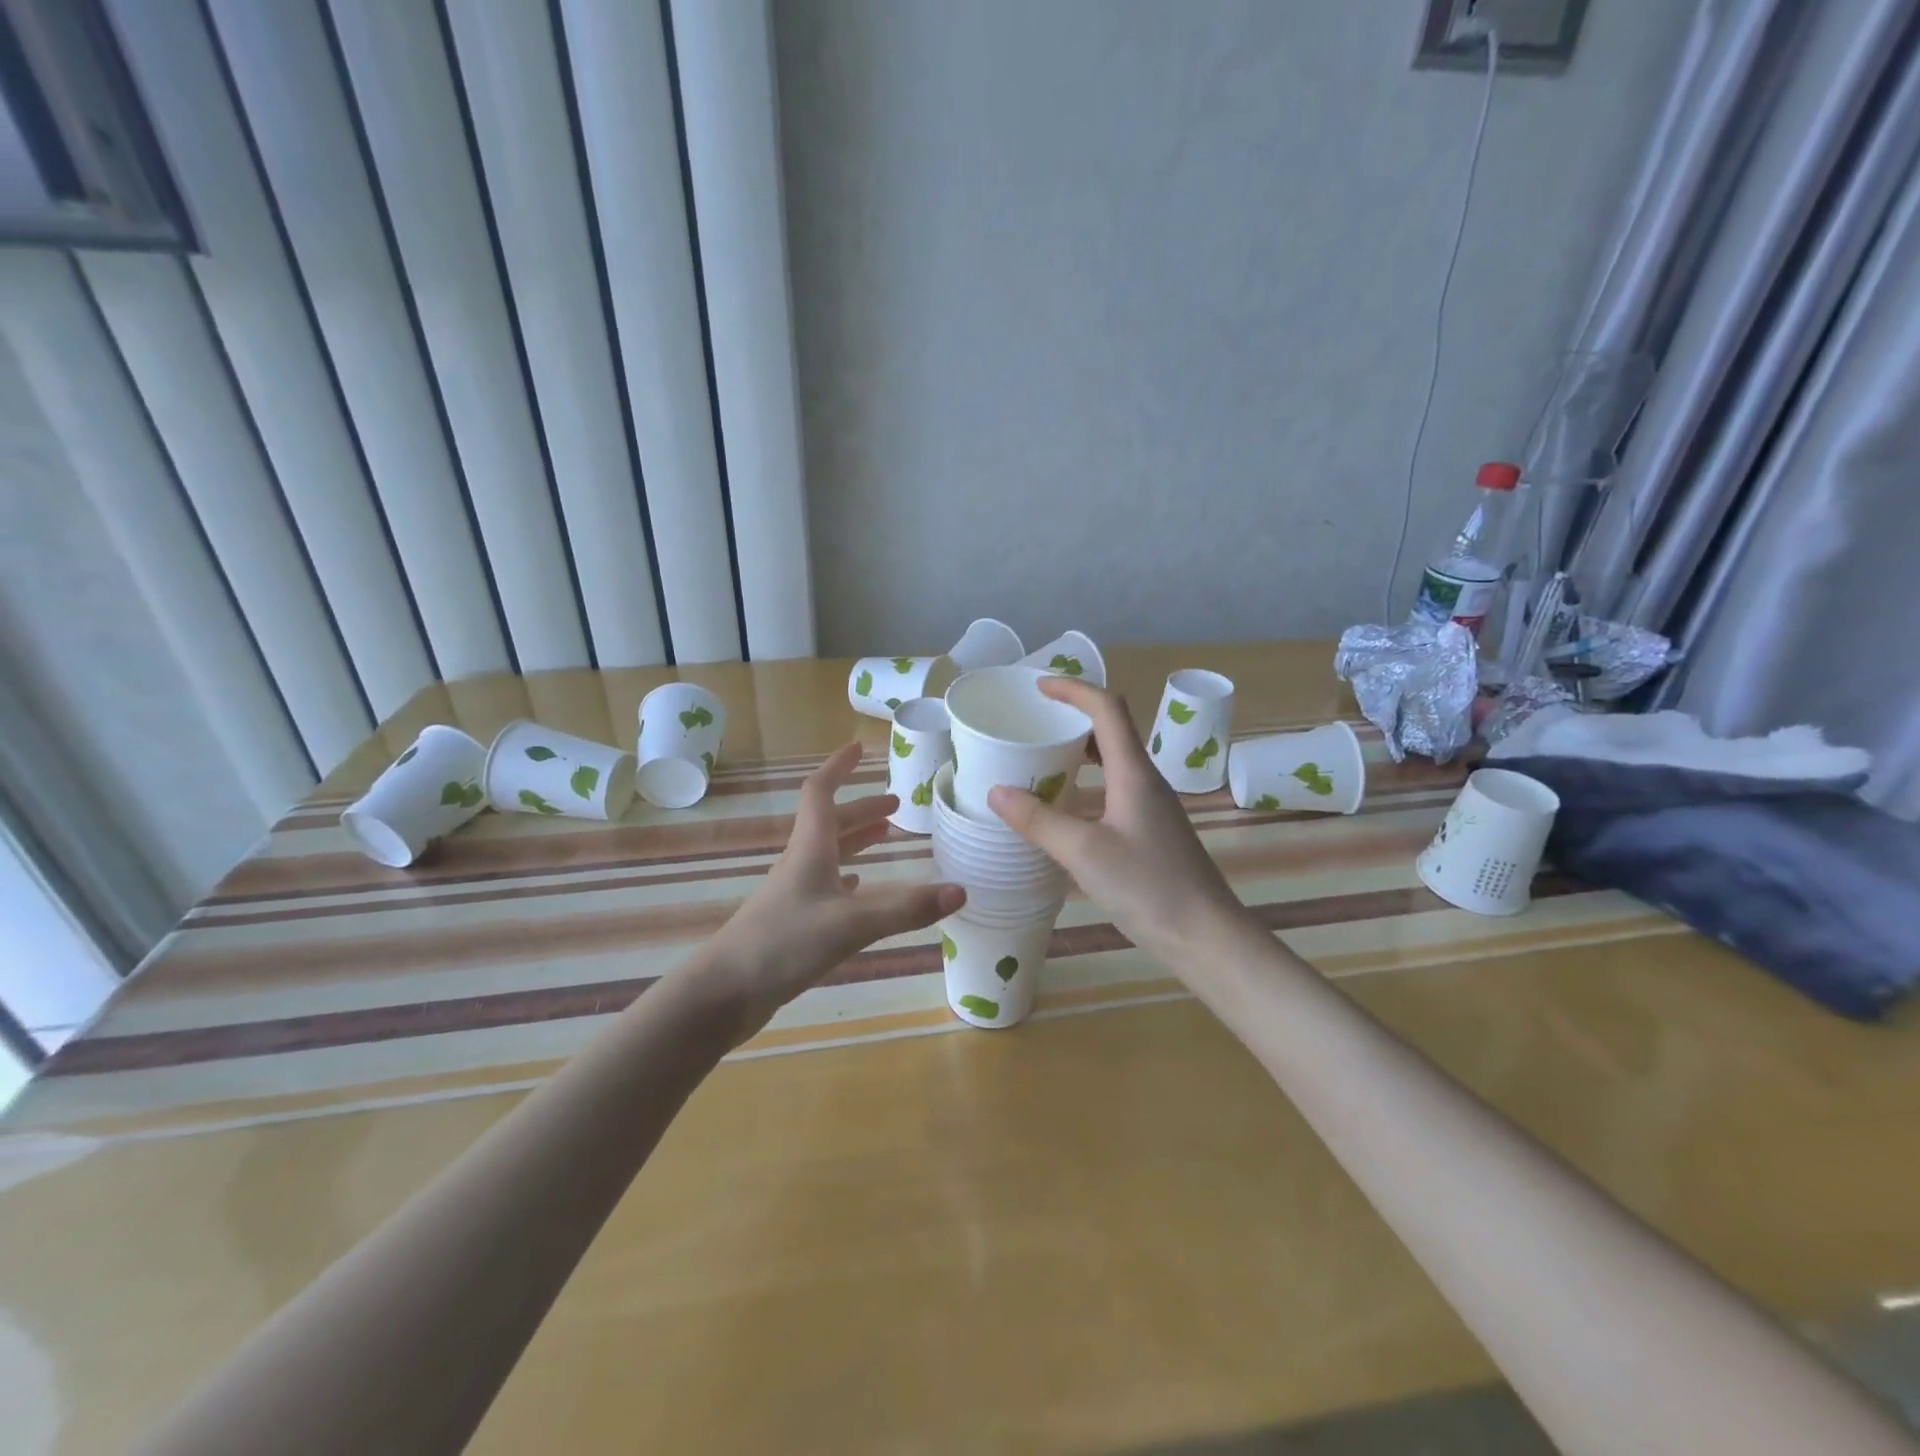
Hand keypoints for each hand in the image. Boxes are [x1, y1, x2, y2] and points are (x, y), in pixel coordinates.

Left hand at [710, 743, 964, 1037]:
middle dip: (862, 809)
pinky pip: (824, 885)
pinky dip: (847, 876)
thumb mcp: (852, 924)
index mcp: (810, 849)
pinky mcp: (791, 921)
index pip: (821, 792)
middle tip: (896, 806)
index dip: (838, 767)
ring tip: (886, 836)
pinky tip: (859, 887)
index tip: (859, 749)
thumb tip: (960, 890)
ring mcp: (794, 893)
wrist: (725, 992)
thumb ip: (906, 909)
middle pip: (831, 823)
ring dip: (856, 840)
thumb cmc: (784, 944)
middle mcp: (801, 863)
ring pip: (829, 853)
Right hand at [988, 678, 1252, 972]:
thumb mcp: (1084, 853)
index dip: (1073, 689)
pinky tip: (1067, 804)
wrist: (1206, 936)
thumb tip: (997, 791)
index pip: (1107, 708)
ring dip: (1081, 747)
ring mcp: (1152, 806)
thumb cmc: (1149, 887)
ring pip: (1115, 759)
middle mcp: (1146, 780)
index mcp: (1134, 773)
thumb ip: (1038, 821)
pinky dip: (1089, 779)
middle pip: (1113, 728)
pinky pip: (1116, 786)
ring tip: (1044, 755)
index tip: (1038, 687)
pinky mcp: (1152, 830)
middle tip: (1035, 720)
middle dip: (1075, 714)